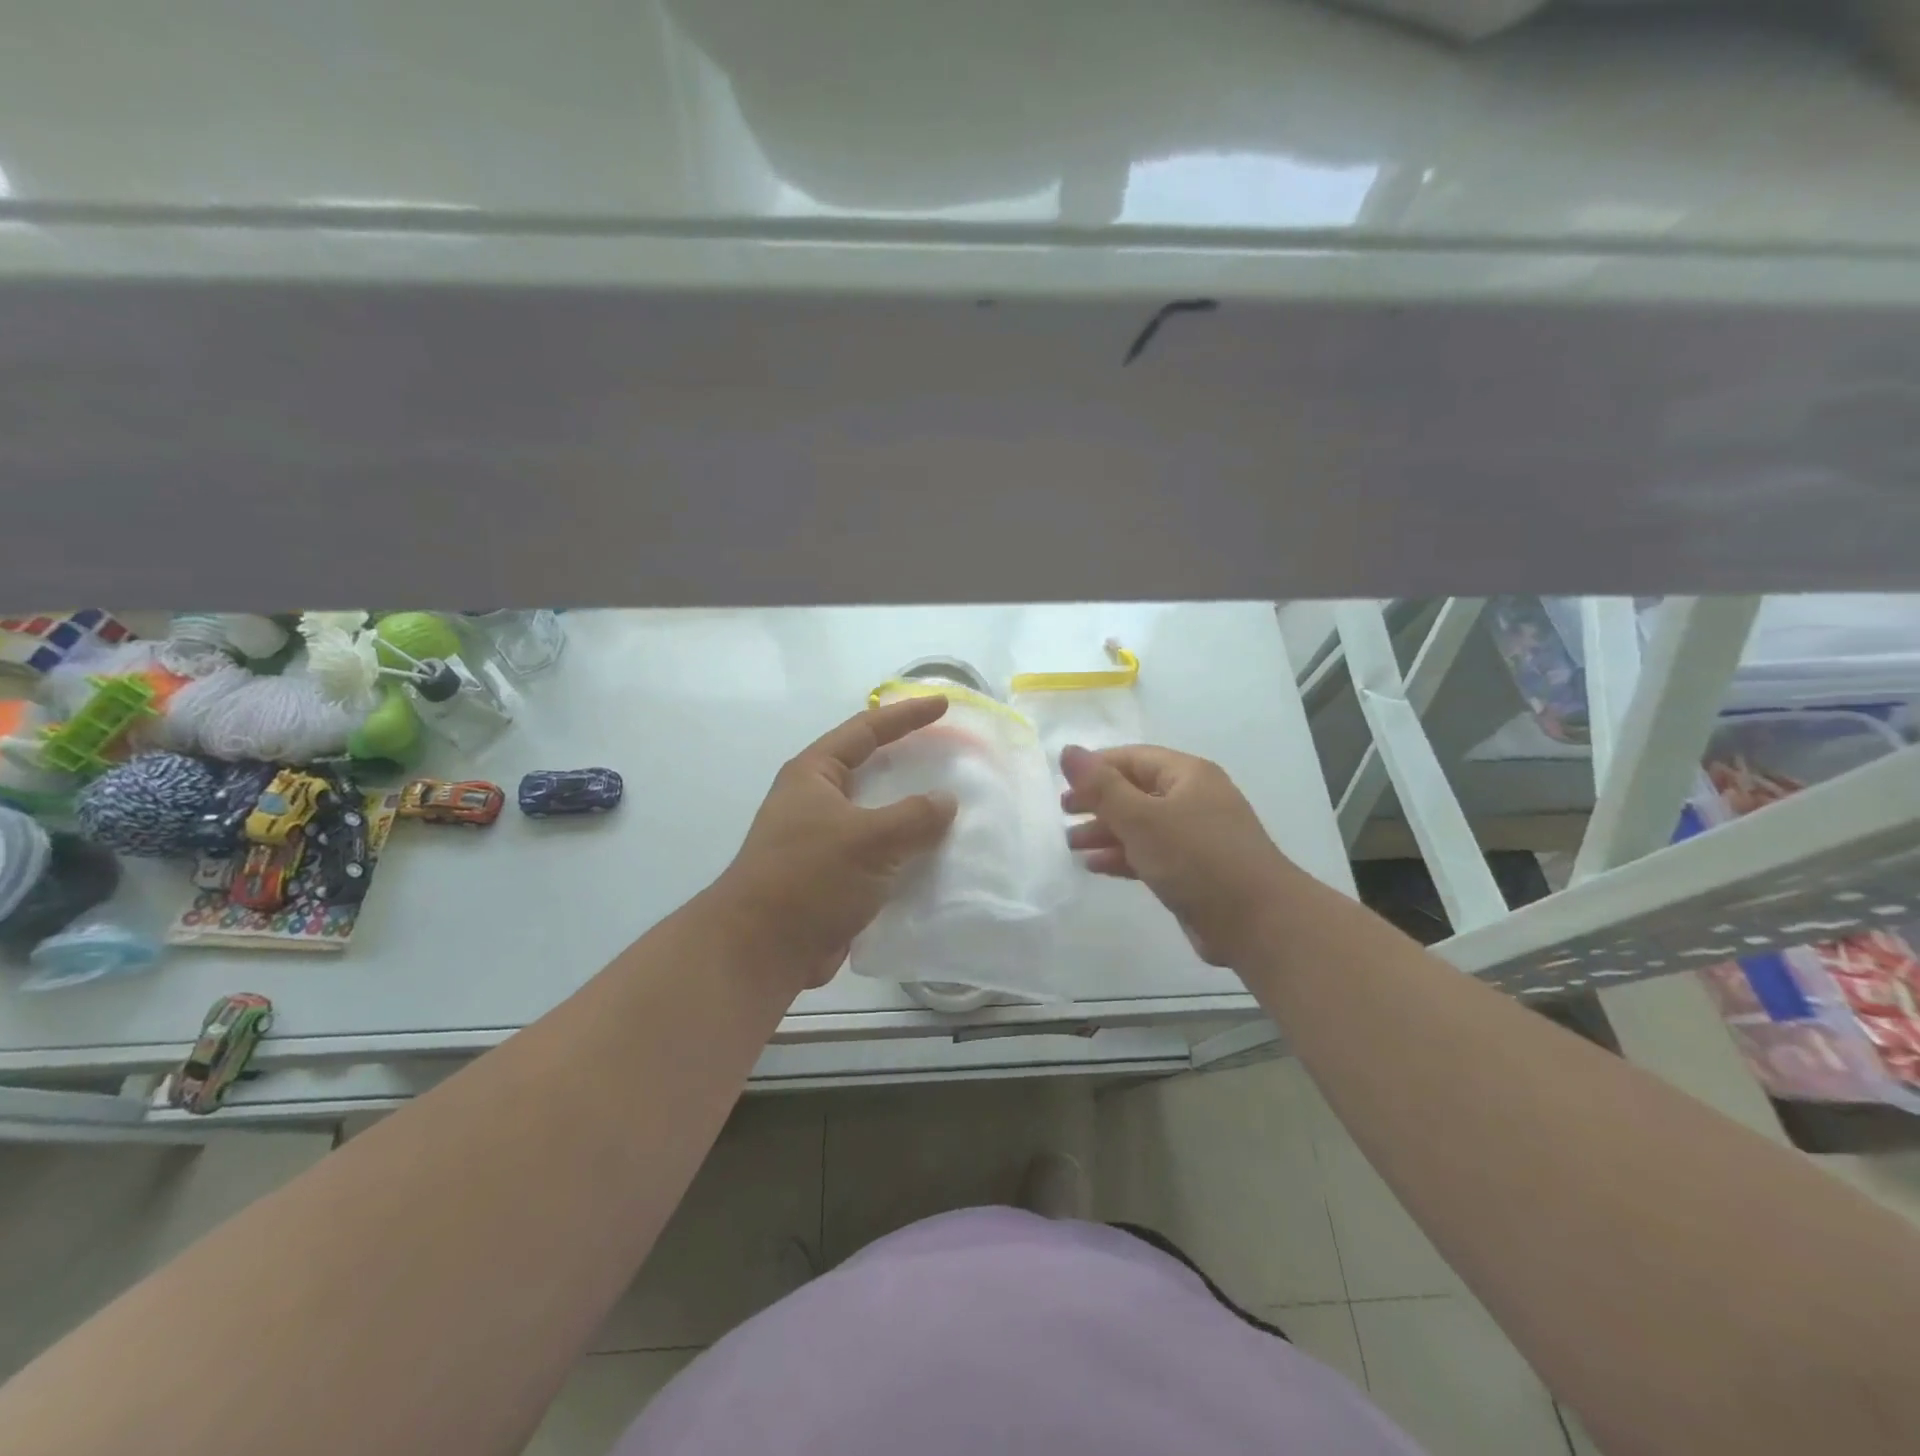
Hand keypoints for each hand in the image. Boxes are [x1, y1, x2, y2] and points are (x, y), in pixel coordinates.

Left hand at [716, 696, 958, 991]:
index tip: (943, 706)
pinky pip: (878, 852)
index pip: (866, 730)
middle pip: (870, 769)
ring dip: (910, 811)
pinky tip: (936, 856)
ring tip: (952, 804)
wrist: (761, 950)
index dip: (906, 716)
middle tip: (949, 752)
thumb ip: (914, 816)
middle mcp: (815, 800)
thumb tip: (946, 801)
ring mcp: (822, 839)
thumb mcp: (868, 839)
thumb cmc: (809, 878)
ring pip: (876, 814)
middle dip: (908, 761)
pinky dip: (904, 850)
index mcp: (814, 775)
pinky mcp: (832, 875)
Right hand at [1060, 744, 1292, 966]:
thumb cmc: (1197, 858)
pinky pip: (1150, 853)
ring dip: (1106, 832)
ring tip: (1071, 844)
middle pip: (1135, 791)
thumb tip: (1068, 751)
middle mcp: (1193, 799)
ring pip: (1141, 825)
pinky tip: (1095, 866)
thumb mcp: (1142, 818)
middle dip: (1098, 802)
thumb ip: (1101, 787)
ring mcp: (1195, 835)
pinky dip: (1123, 856)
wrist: (1257, 922)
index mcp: (1187, 775)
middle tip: (1064, 815)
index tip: (1062, 785)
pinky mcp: (1193, 869)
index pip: (1132, 758)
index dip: (1095, 768)